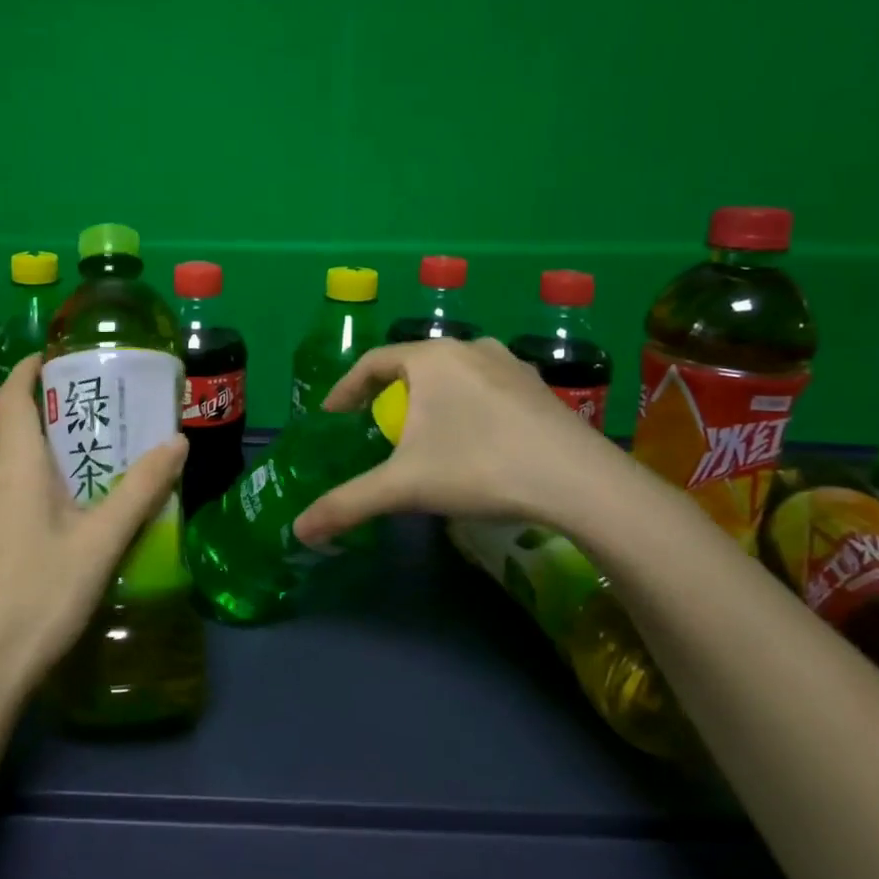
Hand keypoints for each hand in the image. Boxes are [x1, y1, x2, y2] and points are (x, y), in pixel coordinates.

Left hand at [0, 356, 186, 699]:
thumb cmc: (43, 595)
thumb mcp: (102, 541)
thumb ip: (141, 490)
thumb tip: (177, 442)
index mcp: (14, 468)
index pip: (13, 400)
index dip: (27, 372)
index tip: (51, 357)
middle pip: (1, 424)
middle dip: (29, 401)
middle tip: (72, 398)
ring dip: (20, 437)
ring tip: (63, 444)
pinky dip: (13, 470)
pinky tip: (40, 499)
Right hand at [292, 338, 624, 545]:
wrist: (580, 483)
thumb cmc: (479, 467)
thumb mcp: (404, 488)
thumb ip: (346, 504)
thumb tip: (298, 530)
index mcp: (430, 358)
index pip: (372, 362)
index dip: (346, 388)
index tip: (333, 415)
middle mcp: (469, 348)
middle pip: (413, 364)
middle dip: (388, 392)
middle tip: (375, 424)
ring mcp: (510, 364)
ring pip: (453, 373)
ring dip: (430, 395)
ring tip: (423, 429)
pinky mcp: (539, 387)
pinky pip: (486, 385)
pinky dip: (466, 403)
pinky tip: (473, 436)